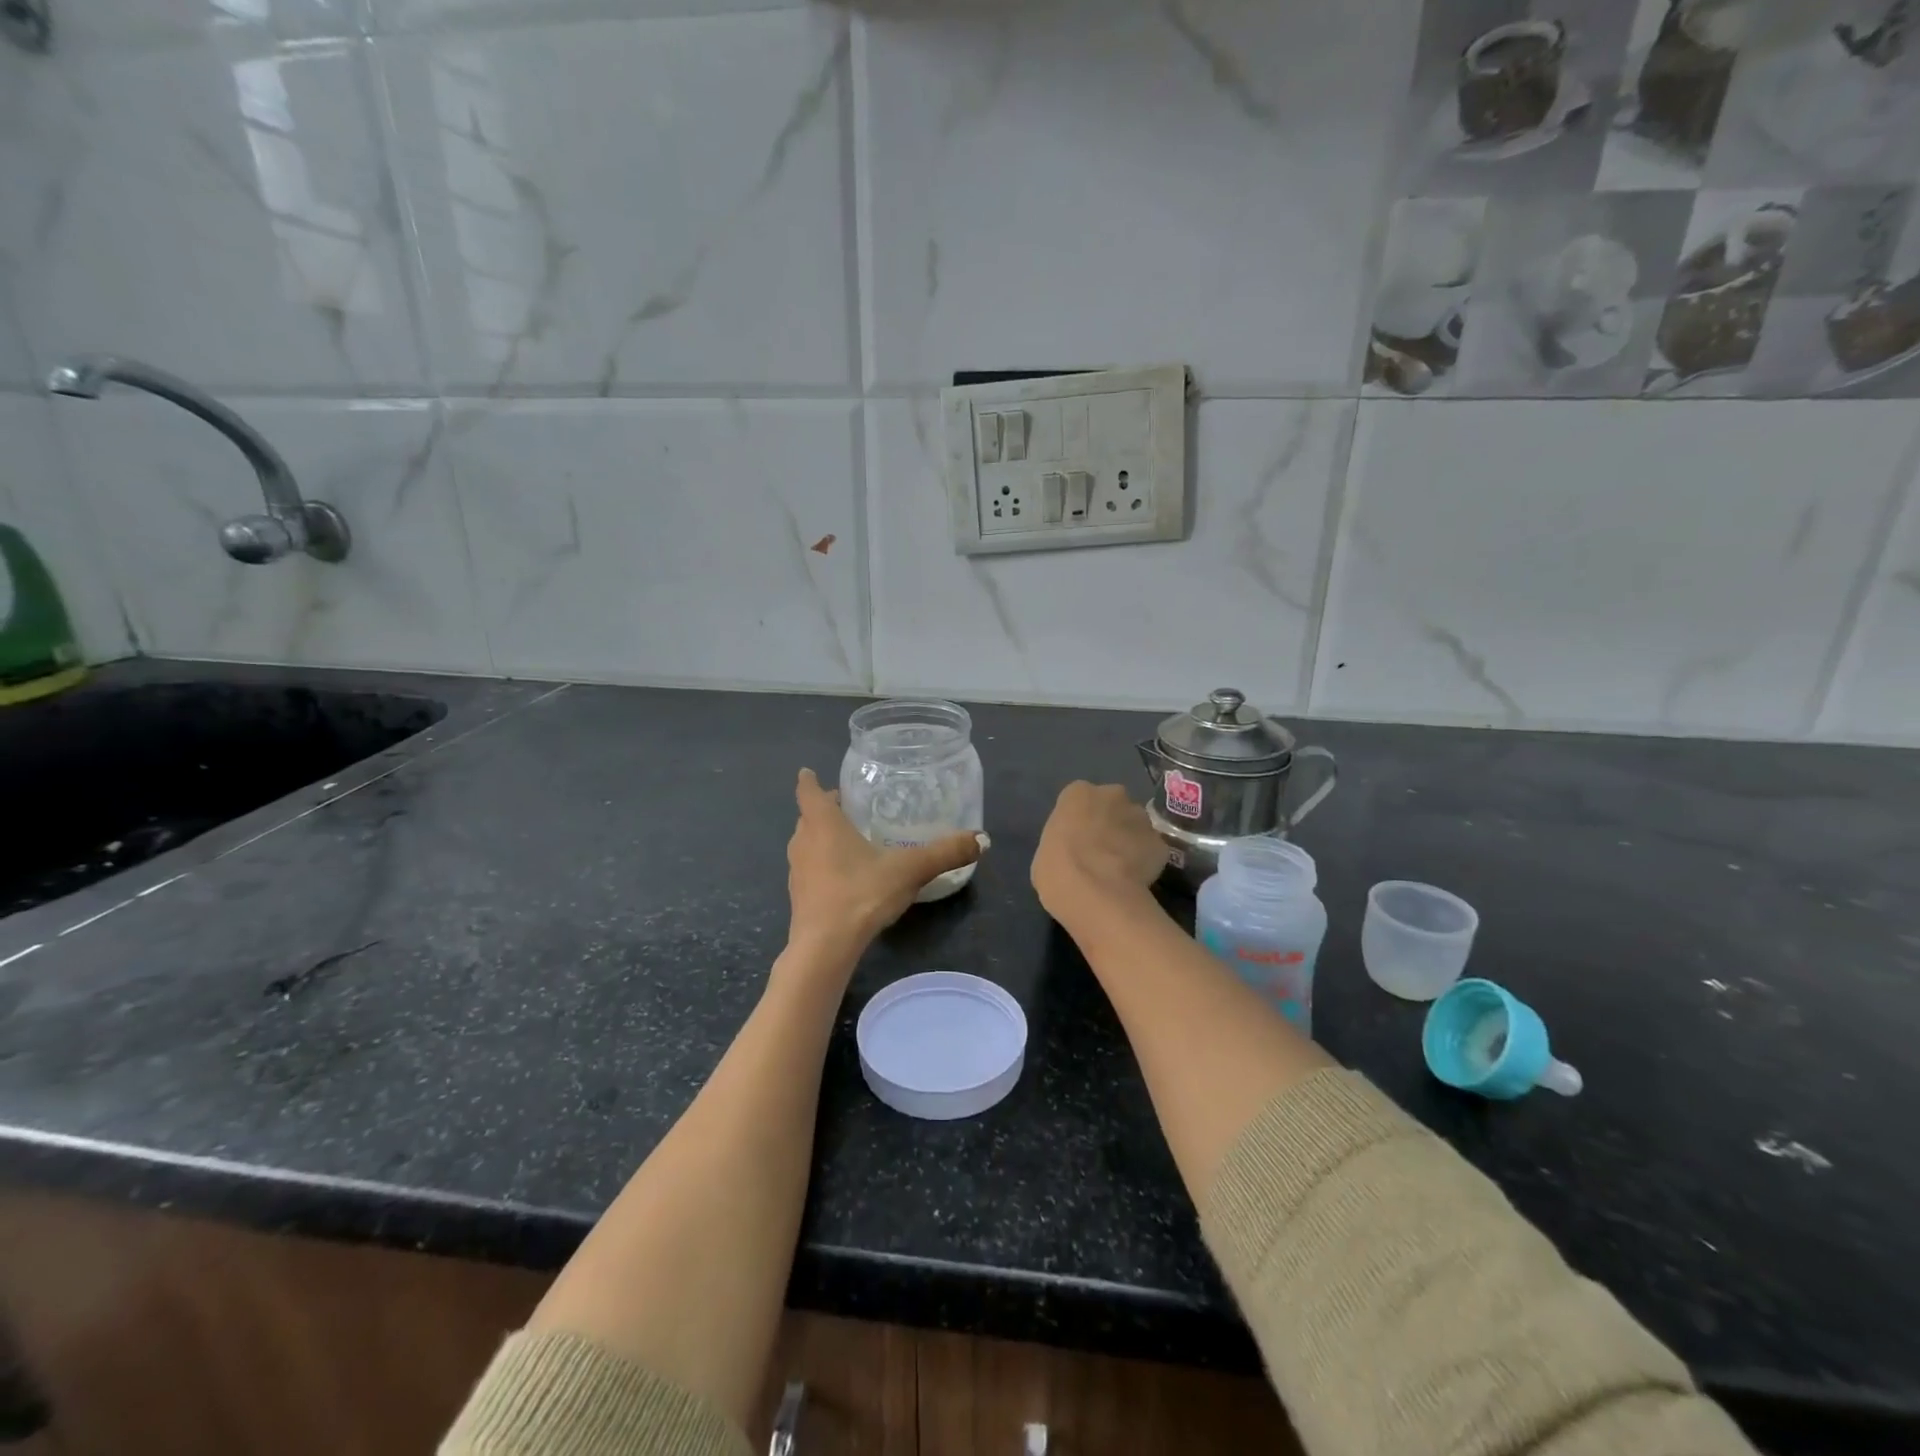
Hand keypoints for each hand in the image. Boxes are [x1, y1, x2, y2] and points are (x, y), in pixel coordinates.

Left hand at [785, 769, 982, 953]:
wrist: (825, 947)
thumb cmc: (861, 894)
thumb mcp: (909, 870)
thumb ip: (945, 853)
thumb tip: (982, 839)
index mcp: (823, 824)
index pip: (809, 791)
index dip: (810, 780)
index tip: (810, 772)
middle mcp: (803, 841)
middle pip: (808, 817)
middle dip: (823, 809)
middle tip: (848, 806)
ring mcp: (797, 871)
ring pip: (806, 843)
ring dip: (821, 838)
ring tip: (849, 839)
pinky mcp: (798, 897)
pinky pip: (809, 869)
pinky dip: (822, 864)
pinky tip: (846, 876)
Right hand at [1031, 782, 1168, 921]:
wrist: (1097, 894)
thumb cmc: (1058, 871)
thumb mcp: (1045, 853)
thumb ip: (1063, 842)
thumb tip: (1075, 851)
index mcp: (1078, 793)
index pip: (1079, 799)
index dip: (1080, 820)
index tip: (1077, 840)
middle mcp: (1112, 795)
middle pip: (1112, 805)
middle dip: (1109, 822)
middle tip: (1100, 851)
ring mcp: (1140, 817)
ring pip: (1136, 825)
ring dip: (1130, 840)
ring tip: (1121, 868)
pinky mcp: (1160, 843)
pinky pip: (1151, 849)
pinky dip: (1146, 861)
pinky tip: (1136, 880)